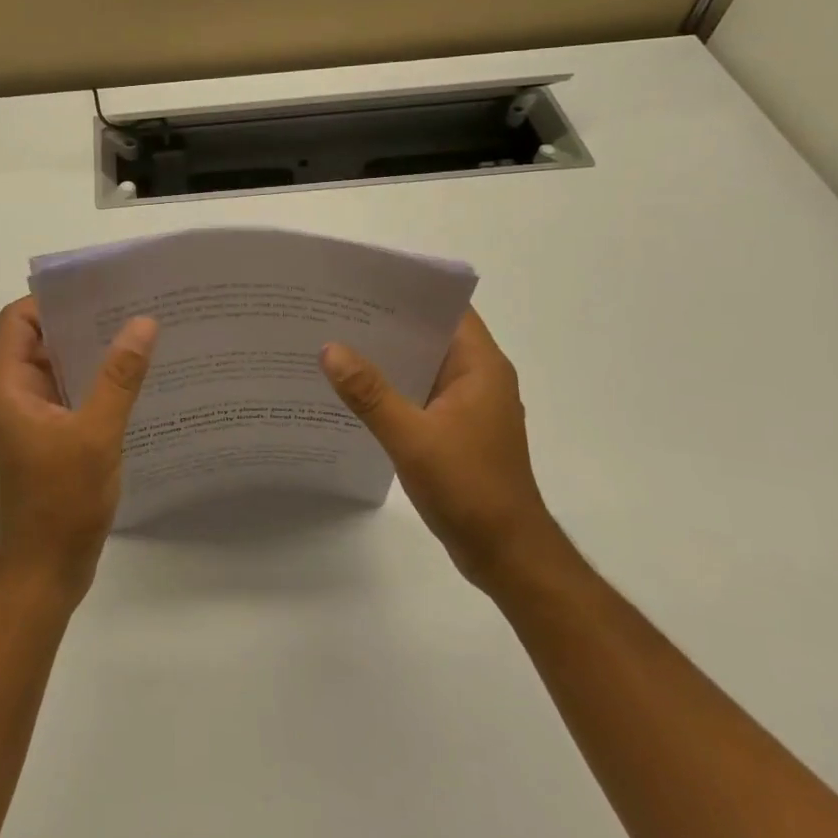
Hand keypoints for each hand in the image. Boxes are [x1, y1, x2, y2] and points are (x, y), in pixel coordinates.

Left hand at [0, 297, 157, 599]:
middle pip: (38, 341)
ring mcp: (28, 420)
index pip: (17, 321)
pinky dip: (92, 384)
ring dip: (89, 354)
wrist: (43, 574)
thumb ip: (119, 377)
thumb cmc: (61, 502)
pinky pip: (67, 396)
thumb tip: (142, 323)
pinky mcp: (45, 440)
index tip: (96, 291)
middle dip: (79, 323)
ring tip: (137, 336)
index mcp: (6, 388)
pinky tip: (132, 381)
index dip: (51, 301)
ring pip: (56, 370)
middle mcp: (11, 397)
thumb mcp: (96, 434)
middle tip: (128, 307)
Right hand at [320, 308, 555, 590]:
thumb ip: (370, 393)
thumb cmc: (469, 488)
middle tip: (336, 310)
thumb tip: (330, 349)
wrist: (507, 555)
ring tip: (336, 342)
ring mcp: (468, 406)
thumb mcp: (412, 437)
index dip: (410, 291)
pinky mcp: (457, 430)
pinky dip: (393, 387)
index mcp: (481, 367)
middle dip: (387, 323)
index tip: (365, 281)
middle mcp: (478, 378)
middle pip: (431, 334)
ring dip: (388, 357)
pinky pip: (420, 393)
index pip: (448, 309)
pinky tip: (354, 390)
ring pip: (423, 366)